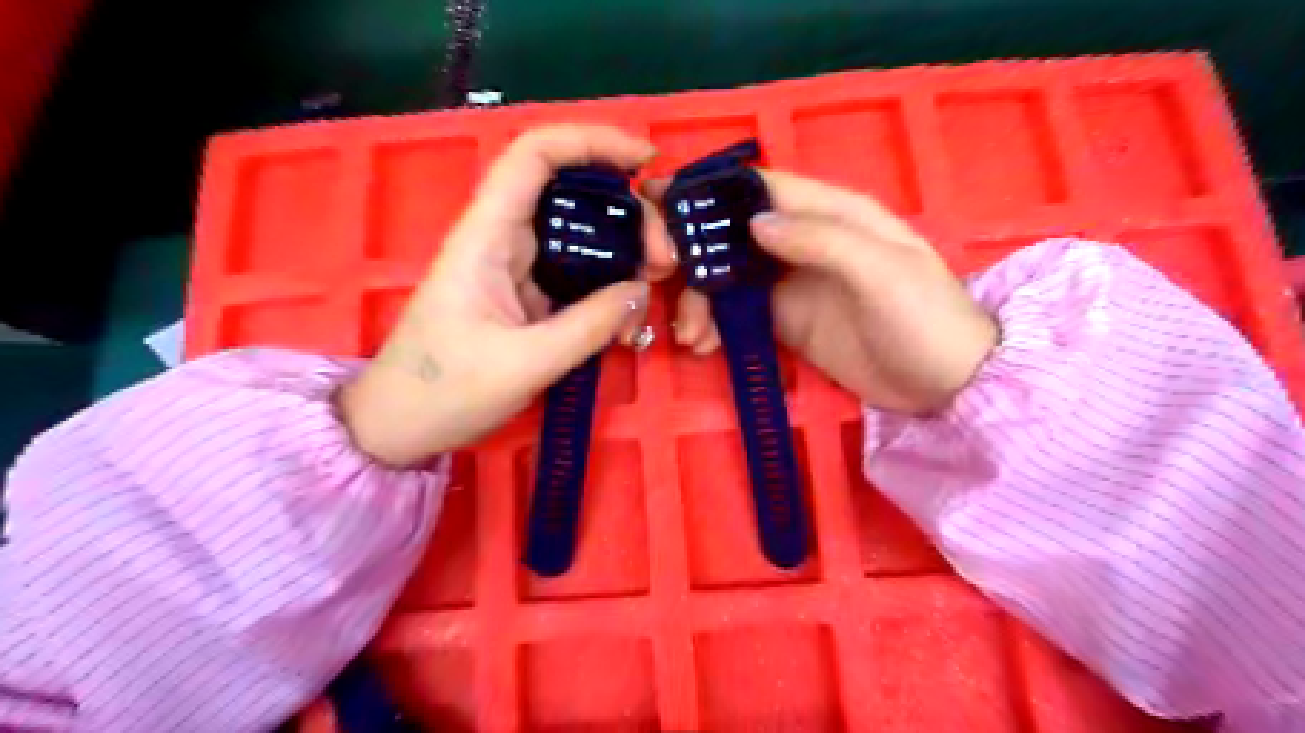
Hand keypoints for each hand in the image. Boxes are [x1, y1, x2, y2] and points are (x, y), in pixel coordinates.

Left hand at [342, 123, 678, 462]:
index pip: (535, 156)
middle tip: (664, 260)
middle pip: (571, 195)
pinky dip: (607, 287)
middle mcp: (502, 240)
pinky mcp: (526, 297)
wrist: (399, 426)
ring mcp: (515, 269)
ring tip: (655, 285)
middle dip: (626, 214)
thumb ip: (588, 326)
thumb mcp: (524, 363)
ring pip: (579, 236)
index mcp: (487, 236)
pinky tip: (627, 315)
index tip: (645, 161)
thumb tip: (639, 291)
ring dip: (623, 252)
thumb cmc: (445, 392)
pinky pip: (576, 275)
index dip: (591, 142)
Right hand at [644, 167, 1001, 414]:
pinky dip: (714, 325)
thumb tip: (754, 223)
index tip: (659, 202)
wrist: (947, 385)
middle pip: (733, 234)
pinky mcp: (785, 322)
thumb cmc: (924, 318)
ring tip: (690, 334)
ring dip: (699, 300)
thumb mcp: (882, 270)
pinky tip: (703, 346)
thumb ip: (821, 239)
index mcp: (831, 214)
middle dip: (694, 255)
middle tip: (662, 282)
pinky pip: (737, 314)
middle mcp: (804, 242)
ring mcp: (792, 284)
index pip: (762, 187)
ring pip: (728, 277)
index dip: (712, 190)